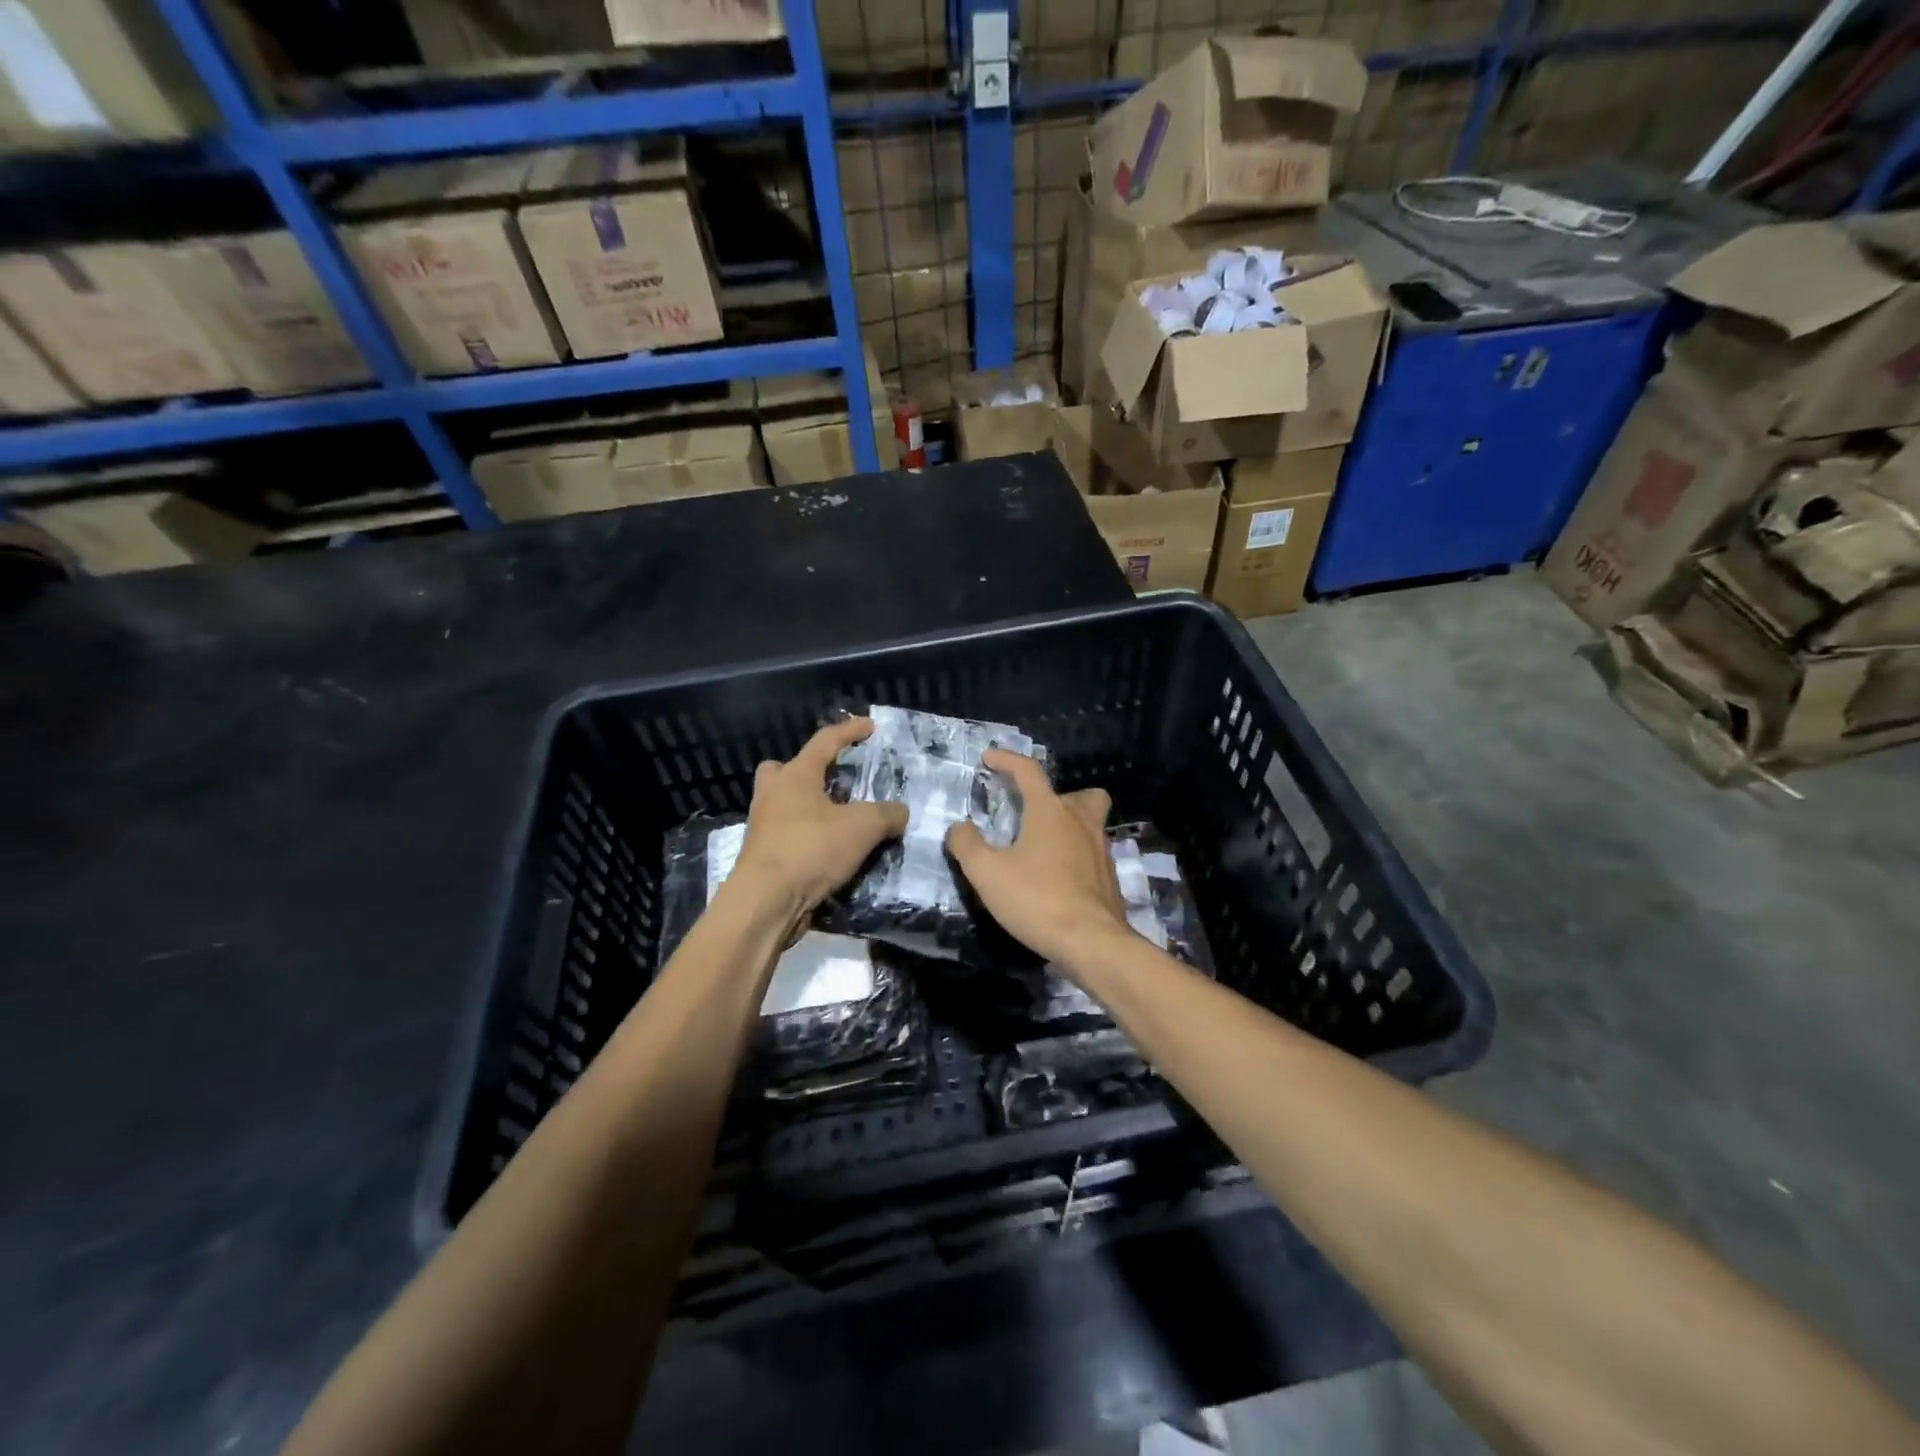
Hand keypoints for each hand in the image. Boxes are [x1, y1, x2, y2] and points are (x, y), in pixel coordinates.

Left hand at [729, 718, 908, 921]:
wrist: (766, 902)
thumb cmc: (811, 849)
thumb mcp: (862, 827)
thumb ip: (887, 814)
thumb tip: (901, 812)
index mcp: (795, 776)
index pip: (825, 741)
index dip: (850, 731)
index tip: (870, 726)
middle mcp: (774, 795)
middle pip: (784, 770)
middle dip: (807, 770)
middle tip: (832, 780)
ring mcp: (763, 826)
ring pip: (783, 804)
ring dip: (808, 807)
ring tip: (839, 821)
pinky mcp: (763, 856)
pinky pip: (787, 835)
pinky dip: (807, 838)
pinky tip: (829, 851)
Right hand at [945, 750, 1133, 967]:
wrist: (1092, 942)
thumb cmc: (1037, 900)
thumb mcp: (987, 874)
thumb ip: (967, 845)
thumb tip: (959, 827)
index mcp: (1050, 811)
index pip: (1028, 771)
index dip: (1007, 760)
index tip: (989, 758)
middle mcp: (1081, 822)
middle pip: (1080, 794)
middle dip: (1057, 796)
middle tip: (1034, 814)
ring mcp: (1101, 850)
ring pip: (1090, 823)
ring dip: (1069, 826)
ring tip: (1042, 848)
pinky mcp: (1109, 877)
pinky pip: (1093, 853)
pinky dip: (1076, 855)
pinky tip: (1058, 877)